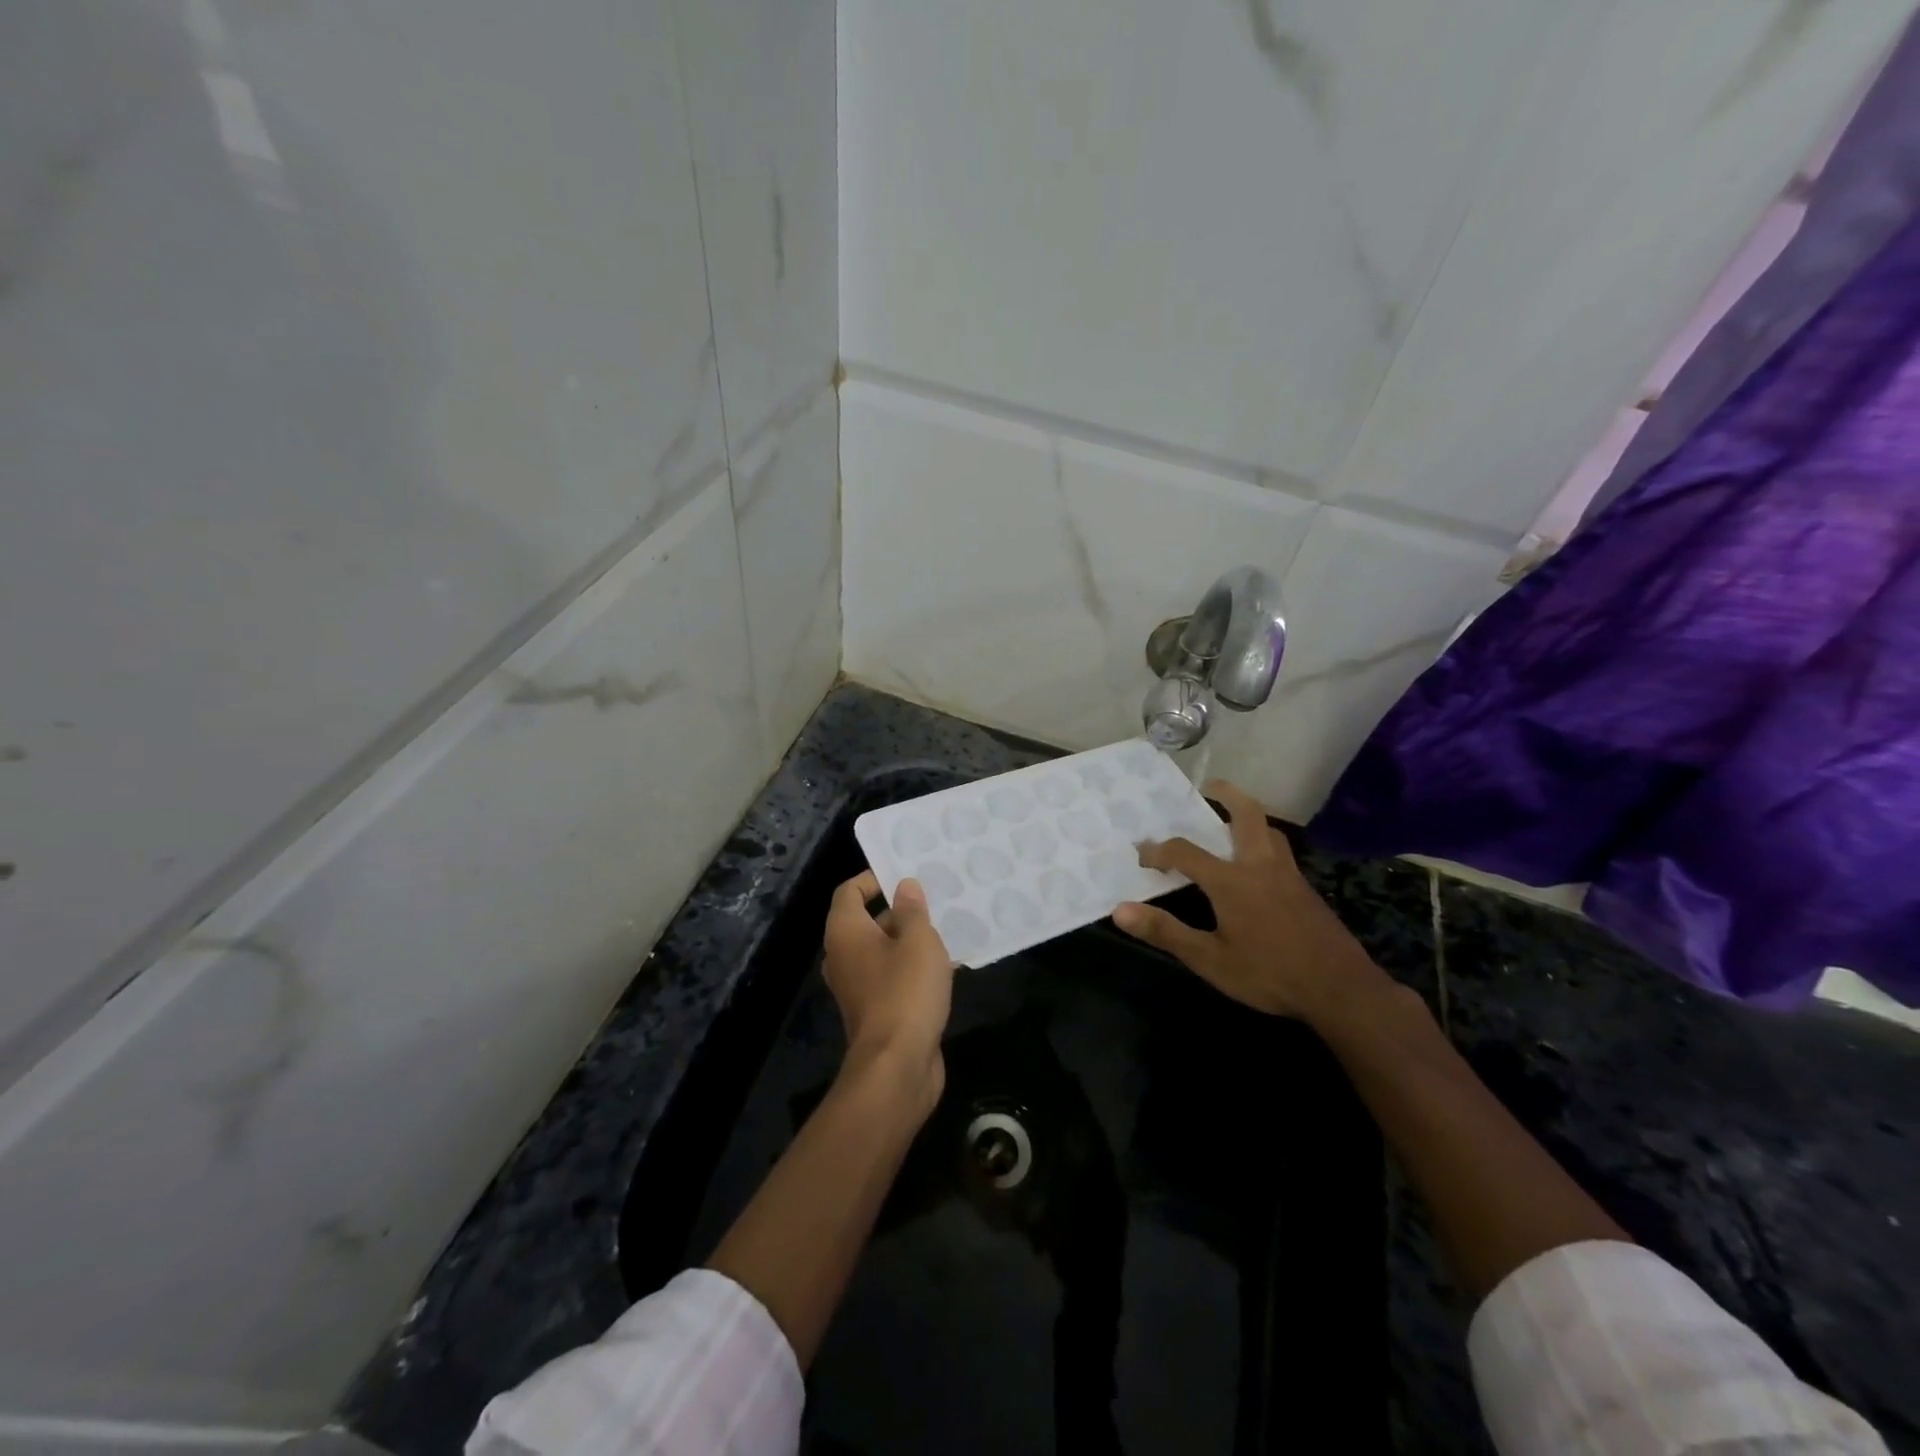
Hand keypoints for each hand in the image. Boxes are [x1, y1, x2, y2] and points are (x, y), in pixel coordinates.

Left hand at [822, 872, 956, 1112]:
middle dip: (900, 909)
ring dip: (911, 941)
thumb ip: (912, 910)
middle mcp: (844, 956)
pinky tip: (948, 968)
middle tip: (935, 900)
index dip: (873, 878)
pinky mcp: (876, 1011)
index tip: (905, 875)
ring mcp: (858, 987)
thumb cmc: (905, 992)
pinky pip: (893, 977)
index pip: (849, 891)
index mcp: (845, 932)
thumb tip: (904, 887)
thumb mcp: (919, 941)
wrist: (896, 1067)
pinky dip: (914, 968)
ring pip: (884, 951)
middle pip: (867, 920)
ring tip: (947, 930)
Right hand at [1113, 780, 1392, 1025]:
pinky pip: (1281, 852)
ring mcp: (1288, 876)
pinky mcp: (1306, 890)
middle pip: (1246, 815)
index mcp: (1232, 880)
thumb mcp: (1210, 960)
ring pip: (1269, 831)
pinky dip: (1264, 842)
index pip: (1185, 852)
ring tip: (1231, 822)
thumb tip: (1120, 911)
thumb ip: (1166, 932)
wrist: (1341, 990)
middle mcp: (1260, 866)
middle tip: (1208, 787)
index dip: (1158, 851)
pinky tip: (1258, 866)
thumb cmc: (1269, 974)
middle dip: (1226, 795)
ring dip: (1248, 817)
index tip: (1142, 855)